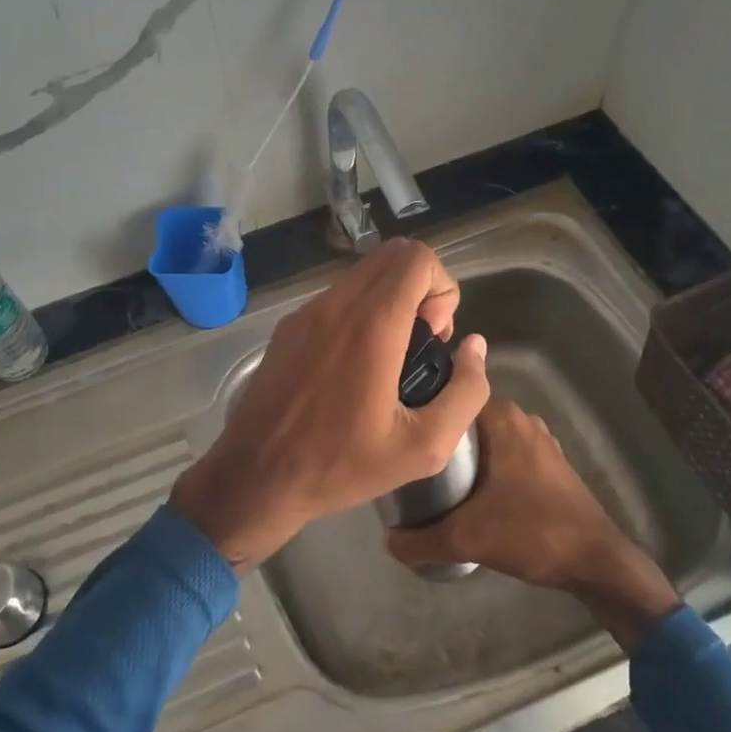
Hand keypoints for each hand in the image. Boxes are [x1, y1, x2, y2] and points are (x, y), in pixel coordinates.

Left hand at [170, 239, 490, 568]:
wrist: (255, 476)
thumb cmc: (340, 465)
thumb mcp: (423, 447)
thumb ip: (465, 391)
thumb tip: (475, 347)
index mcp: (371, 324)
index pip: (417, 258)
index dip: (442, 288)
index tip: (435, 337)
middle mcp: (335, 304)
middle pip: (392, 255)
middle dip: (421, 288)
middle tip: (420, 344)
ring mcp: (305, 312)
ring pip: (363, 275)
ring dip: (390, 300)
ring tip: (391, 359)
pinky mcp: (287, 327)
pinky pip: (336, 298)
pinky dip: (360, 312)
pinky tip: (356, 367)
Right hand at [384, 401, 681, 652]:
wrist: (596, 561)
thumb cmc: (530, 532)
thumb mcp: (464, 539)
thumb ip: (418, 539)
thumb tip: (386, 541)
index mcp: (500, 417)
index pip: (447, 398)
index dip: (421, 415)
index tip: (398, 436)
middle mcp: (520, 418)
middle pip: (464, 420)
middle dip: (438, 438)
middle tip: (409, 463)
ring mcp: (540, 440)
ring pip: (486, 439)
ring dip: (464, 455)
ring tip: (432, 479)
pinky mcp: (551, 463)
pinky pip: (506, 454)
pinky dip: (488, 467)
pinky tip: (471, 493)